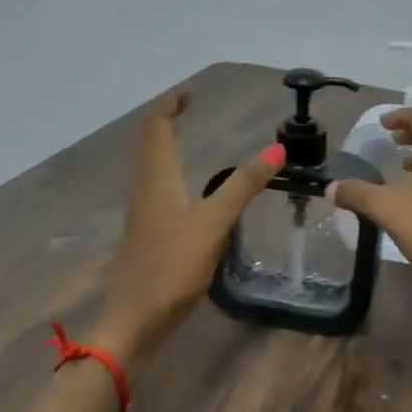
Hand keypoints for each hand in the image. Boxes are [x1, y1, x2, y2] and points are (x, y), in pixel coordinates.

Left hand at [94, 91, 279, 365]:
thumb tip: (277, 149)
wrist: (135, 320)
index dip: (171, 104)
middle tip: (193, 109)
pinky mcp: (146, 235)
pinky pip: (157, 189)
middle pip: (151, 143)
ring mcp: (142, 214)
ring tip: (191, 139)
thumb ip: (243, 186)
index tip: (191, 91)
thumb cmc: (173, 266)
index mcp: (156, 178)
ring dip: (168, 146)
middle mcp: (144, 189)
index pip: (156, 126)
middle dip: (169, 121)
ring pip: (151, 166)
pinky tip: (189, 191)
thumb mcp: (214, 223)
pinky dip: (172, 173)